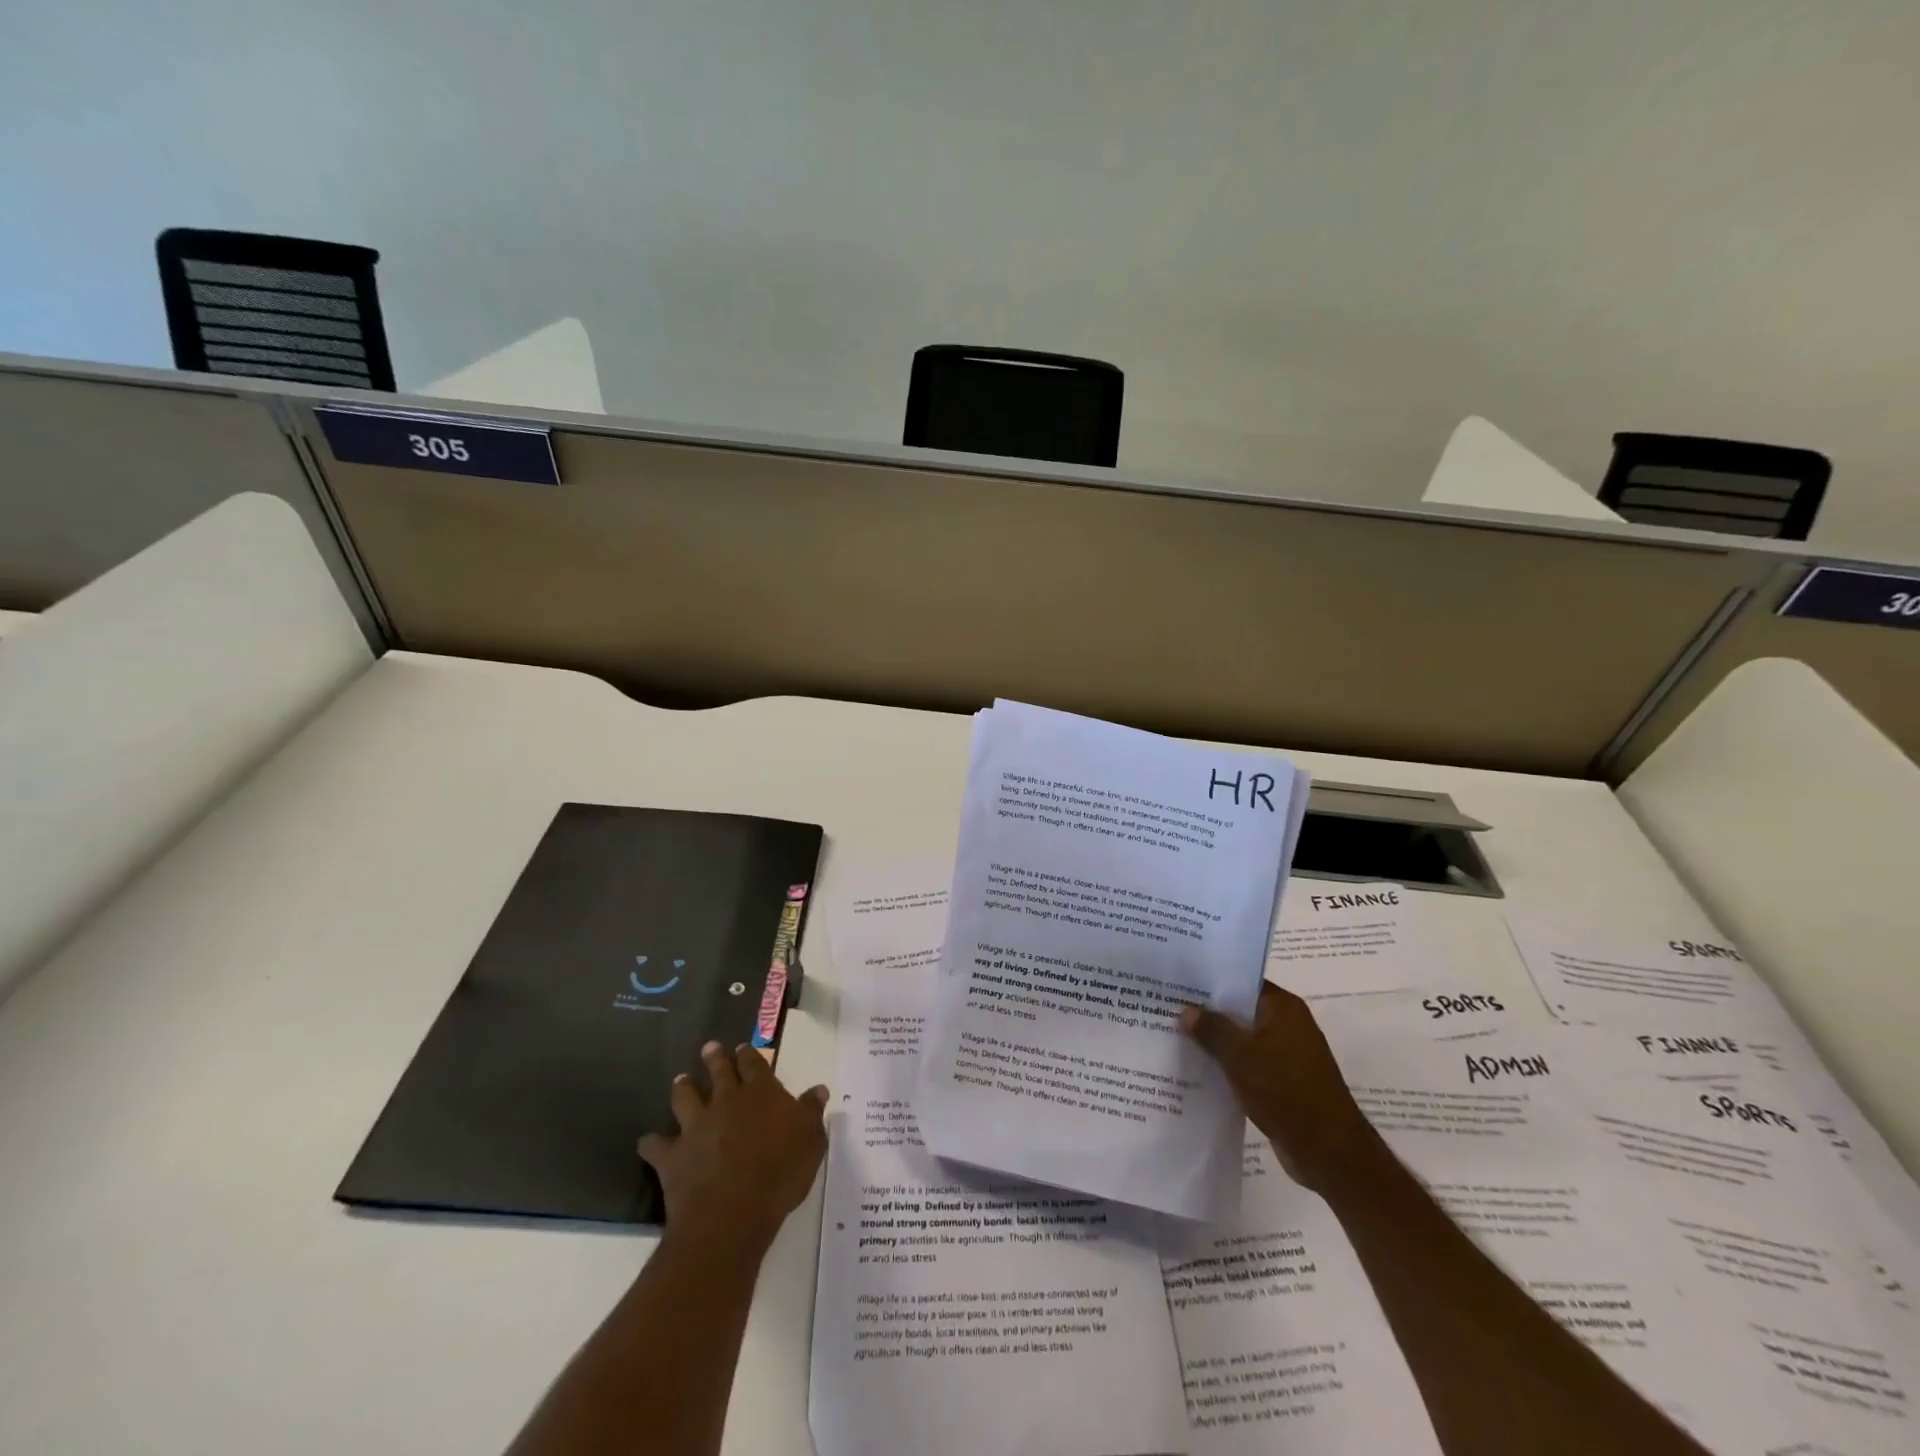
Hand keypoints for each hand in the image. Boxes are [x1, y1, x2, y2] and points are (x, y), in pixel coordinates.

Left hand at [638, 1041, 828, 1246]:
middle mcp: (726, 1101)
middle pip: (719, 1072)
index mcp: (761, 1093)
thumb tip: (818, 1089)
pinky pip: (656, 1145)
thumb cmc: (780, 1173)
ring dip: (683, 1088)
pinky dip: (651, 1143)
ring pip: (685, 1098)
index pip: (754, 1065)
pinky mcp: (672, 1155)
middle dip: (715, 1058)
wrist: (732, 1212)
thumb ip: (811, 1112)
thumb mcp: (811, 1140)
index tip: (743, 1047)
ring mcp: (696, 1126)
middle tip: (709, 1048)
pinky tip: (648, 1142)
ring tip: (680, 1080)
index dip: (748, 1055)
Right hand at [1181, 982, 1385, 1191]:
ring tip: (1176, 1036)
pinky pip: (1249, 1063)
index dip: (1211, 980)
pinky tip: (1199, 1068)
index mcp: (1283, 1008)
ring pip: (1243, 1039)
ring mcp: (1287, 1054)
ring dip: (1217, 1041)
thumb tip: (1186, 1010)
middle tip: (1168, 1006)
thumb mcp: (1241, 1056)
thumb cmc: (1286, 1091)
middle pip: (1241, 1010)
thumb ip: (1212, 1029)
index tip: (1180, 980)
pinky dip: (1229, 1065)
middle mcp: (1288, 1025)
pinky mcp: (1284, 1082)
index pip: (1242, 981)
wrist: (1329, 1152)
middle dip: (1208, 1012)